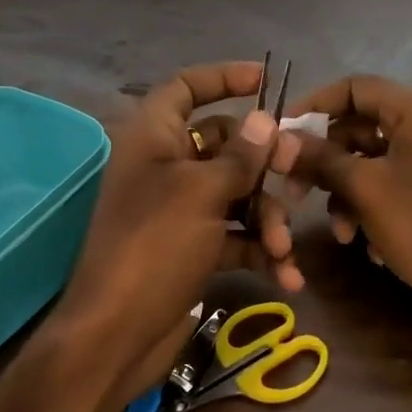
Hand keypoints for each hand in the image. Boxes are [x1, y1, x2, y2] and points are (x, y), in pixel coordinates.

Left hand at [53, 62, 299, 398]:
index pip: (184, 89)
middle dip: (263, 165)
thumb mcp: (201, 193)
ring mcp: (178, 212)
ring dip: (267, 218)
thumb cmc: (154, 246)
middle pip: (224, 146)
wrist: (116, 334)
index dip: (221, 77)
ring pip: (235, 195)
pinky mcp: (191, 250)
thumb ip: (239, 156)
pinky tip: (287, 277)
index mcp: (152, 139)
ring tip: (284, 249)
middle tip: (296, 176)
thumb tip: (265, 120)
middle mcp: (164, 169)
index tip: (264, 80)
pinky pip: (234, 237)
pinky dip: (259, 252)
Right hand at [269, 75, 411, 338]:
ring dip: (347, 196)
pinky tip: (368, 245)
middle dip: (327, 163)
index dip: (314, 105)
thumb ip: (322, 158)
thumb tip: (282, 139)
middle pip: (361, 129)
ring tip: (340, 232)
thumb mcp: (365, 189)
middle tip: (296, 192)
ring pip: (372, 165)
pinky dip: (372, 211)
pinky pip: (391, 190)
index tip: (281, 132)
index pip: (356, 87)